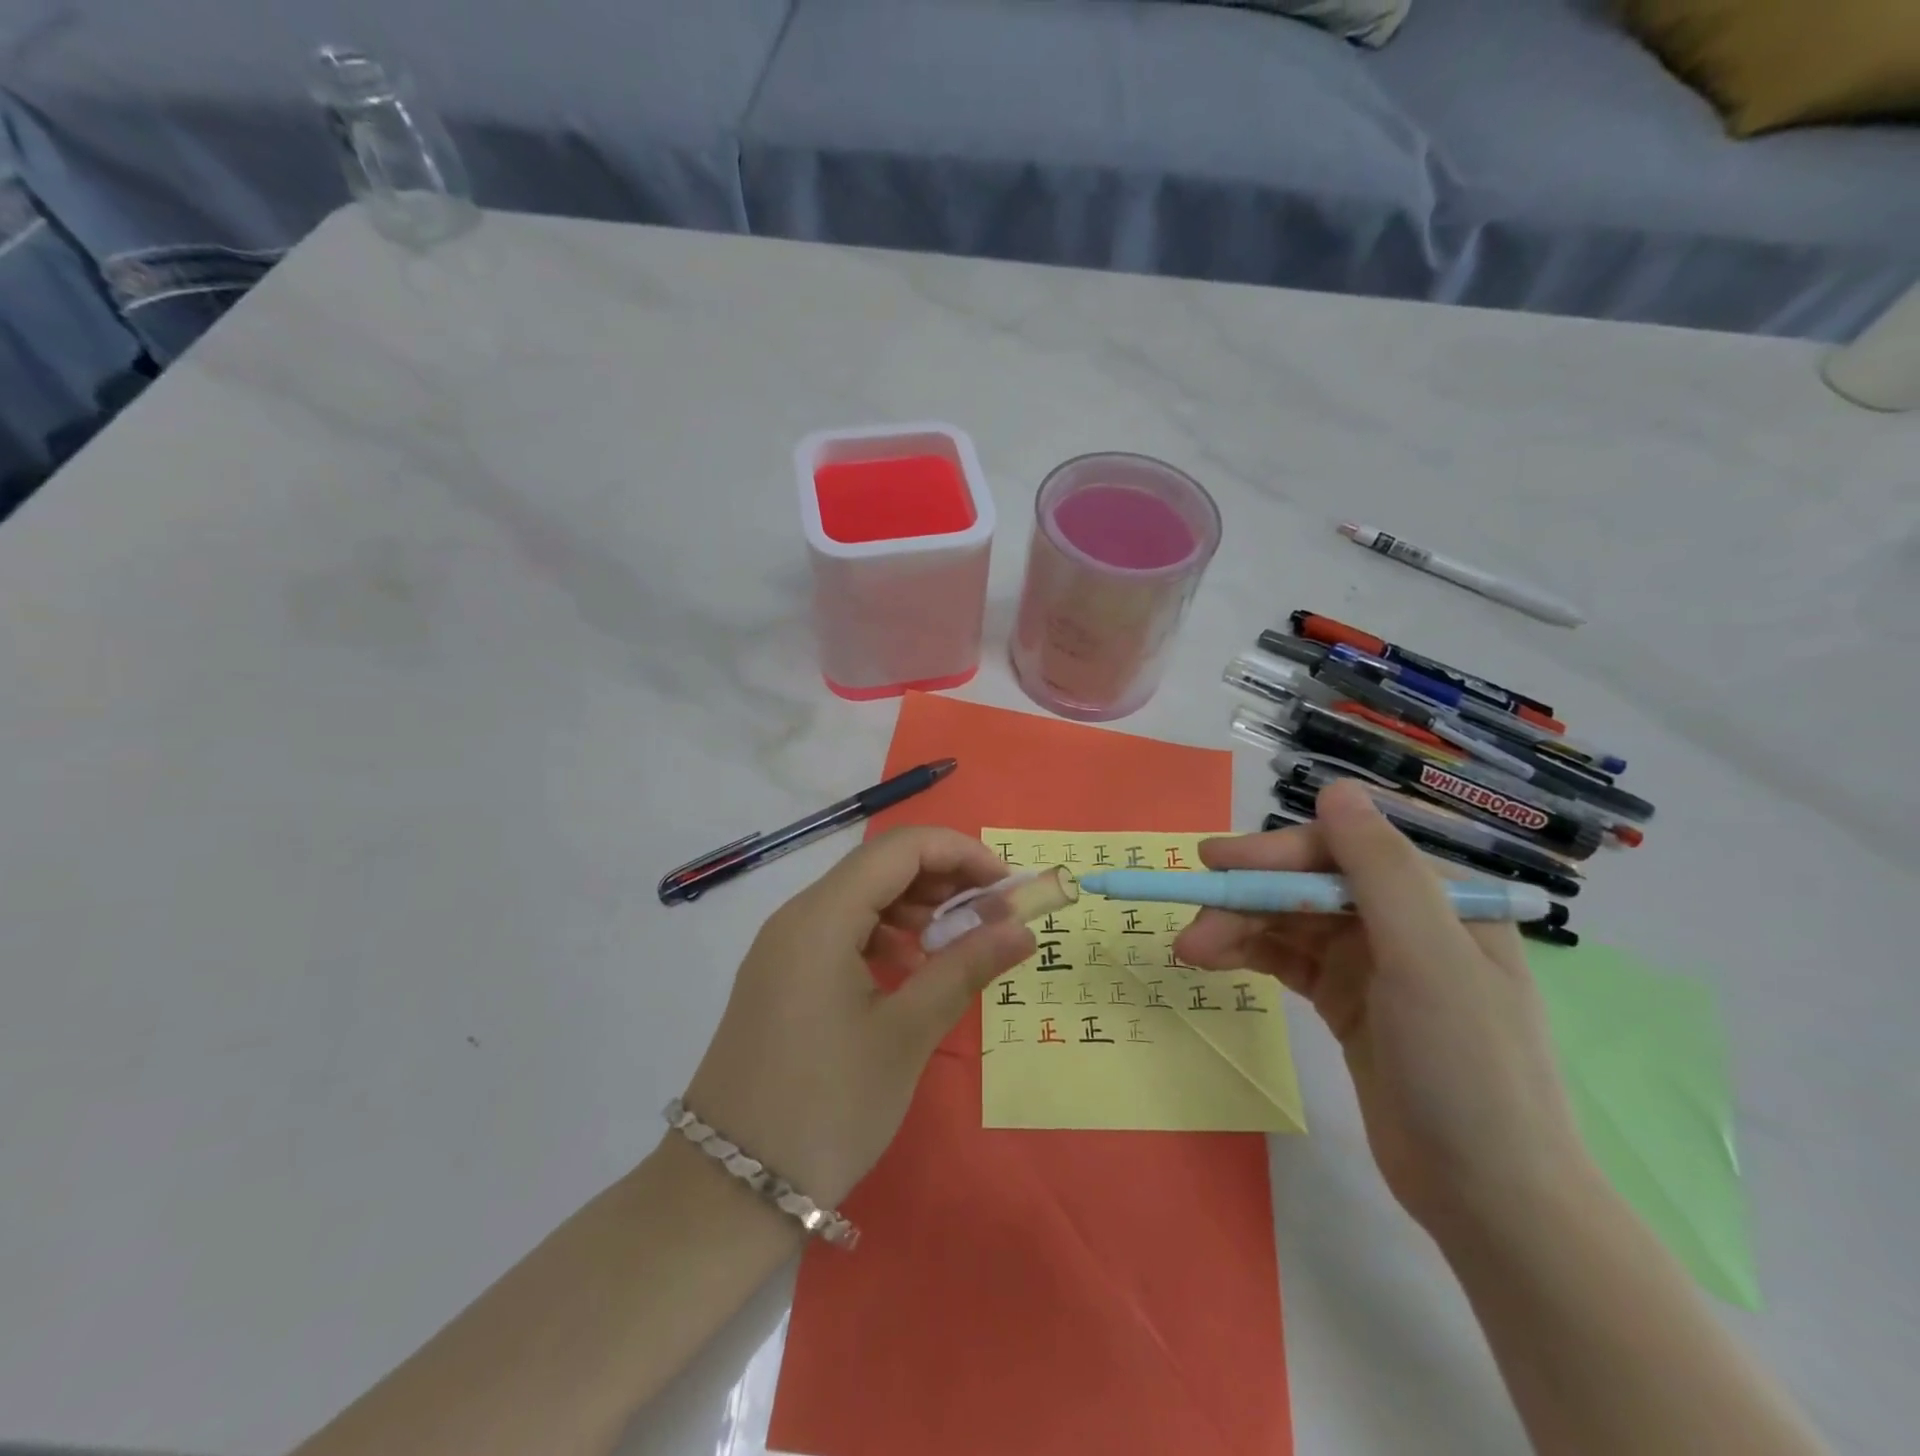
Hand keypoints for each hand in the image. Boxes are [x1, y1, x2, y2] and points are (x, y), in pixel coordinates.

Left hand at [682, 827, 1035, 1207]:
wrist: (726, 1192)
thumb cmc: (827, 1107)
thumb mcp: (906, 1034)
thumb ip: (965, 968)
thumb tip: (1021, 927)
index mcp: (821, 917)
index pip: (900, 848)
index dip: (960, 852)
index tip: (1006, 886)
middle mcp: (797, 917)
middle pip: (878, 867)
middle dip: (941, 878)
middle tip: (991, 915)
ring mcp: (783, 949)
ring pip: (859, 898)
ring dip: (914, 907)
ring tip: (956, 942)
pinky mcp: (781, 979)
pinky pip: (840, 933)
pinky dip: (884, 936)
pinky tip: (910, 971)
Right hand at [1174, 781, 1595, 1240]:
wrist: (1491, 1200)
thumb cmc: (1468, 1070)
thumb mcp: (1429, 961)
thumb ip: (1382, 870)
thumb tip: (1336, 788)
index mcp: (1436, 898)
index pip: (1340, 851)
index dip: (1274, 854)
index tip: (1215, 865)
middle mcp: (1401, 919)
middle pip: (1306, 886)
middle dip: (1247, 899)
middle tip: (1191, 924)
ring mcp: (1372, 962)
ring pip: (1288, 921)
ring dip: (1239, 928)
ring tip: (1190, 953)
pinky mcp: (1346, 1000)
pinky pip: (1287, 958)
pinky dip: (1250, 953)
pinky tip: (1214, 960)